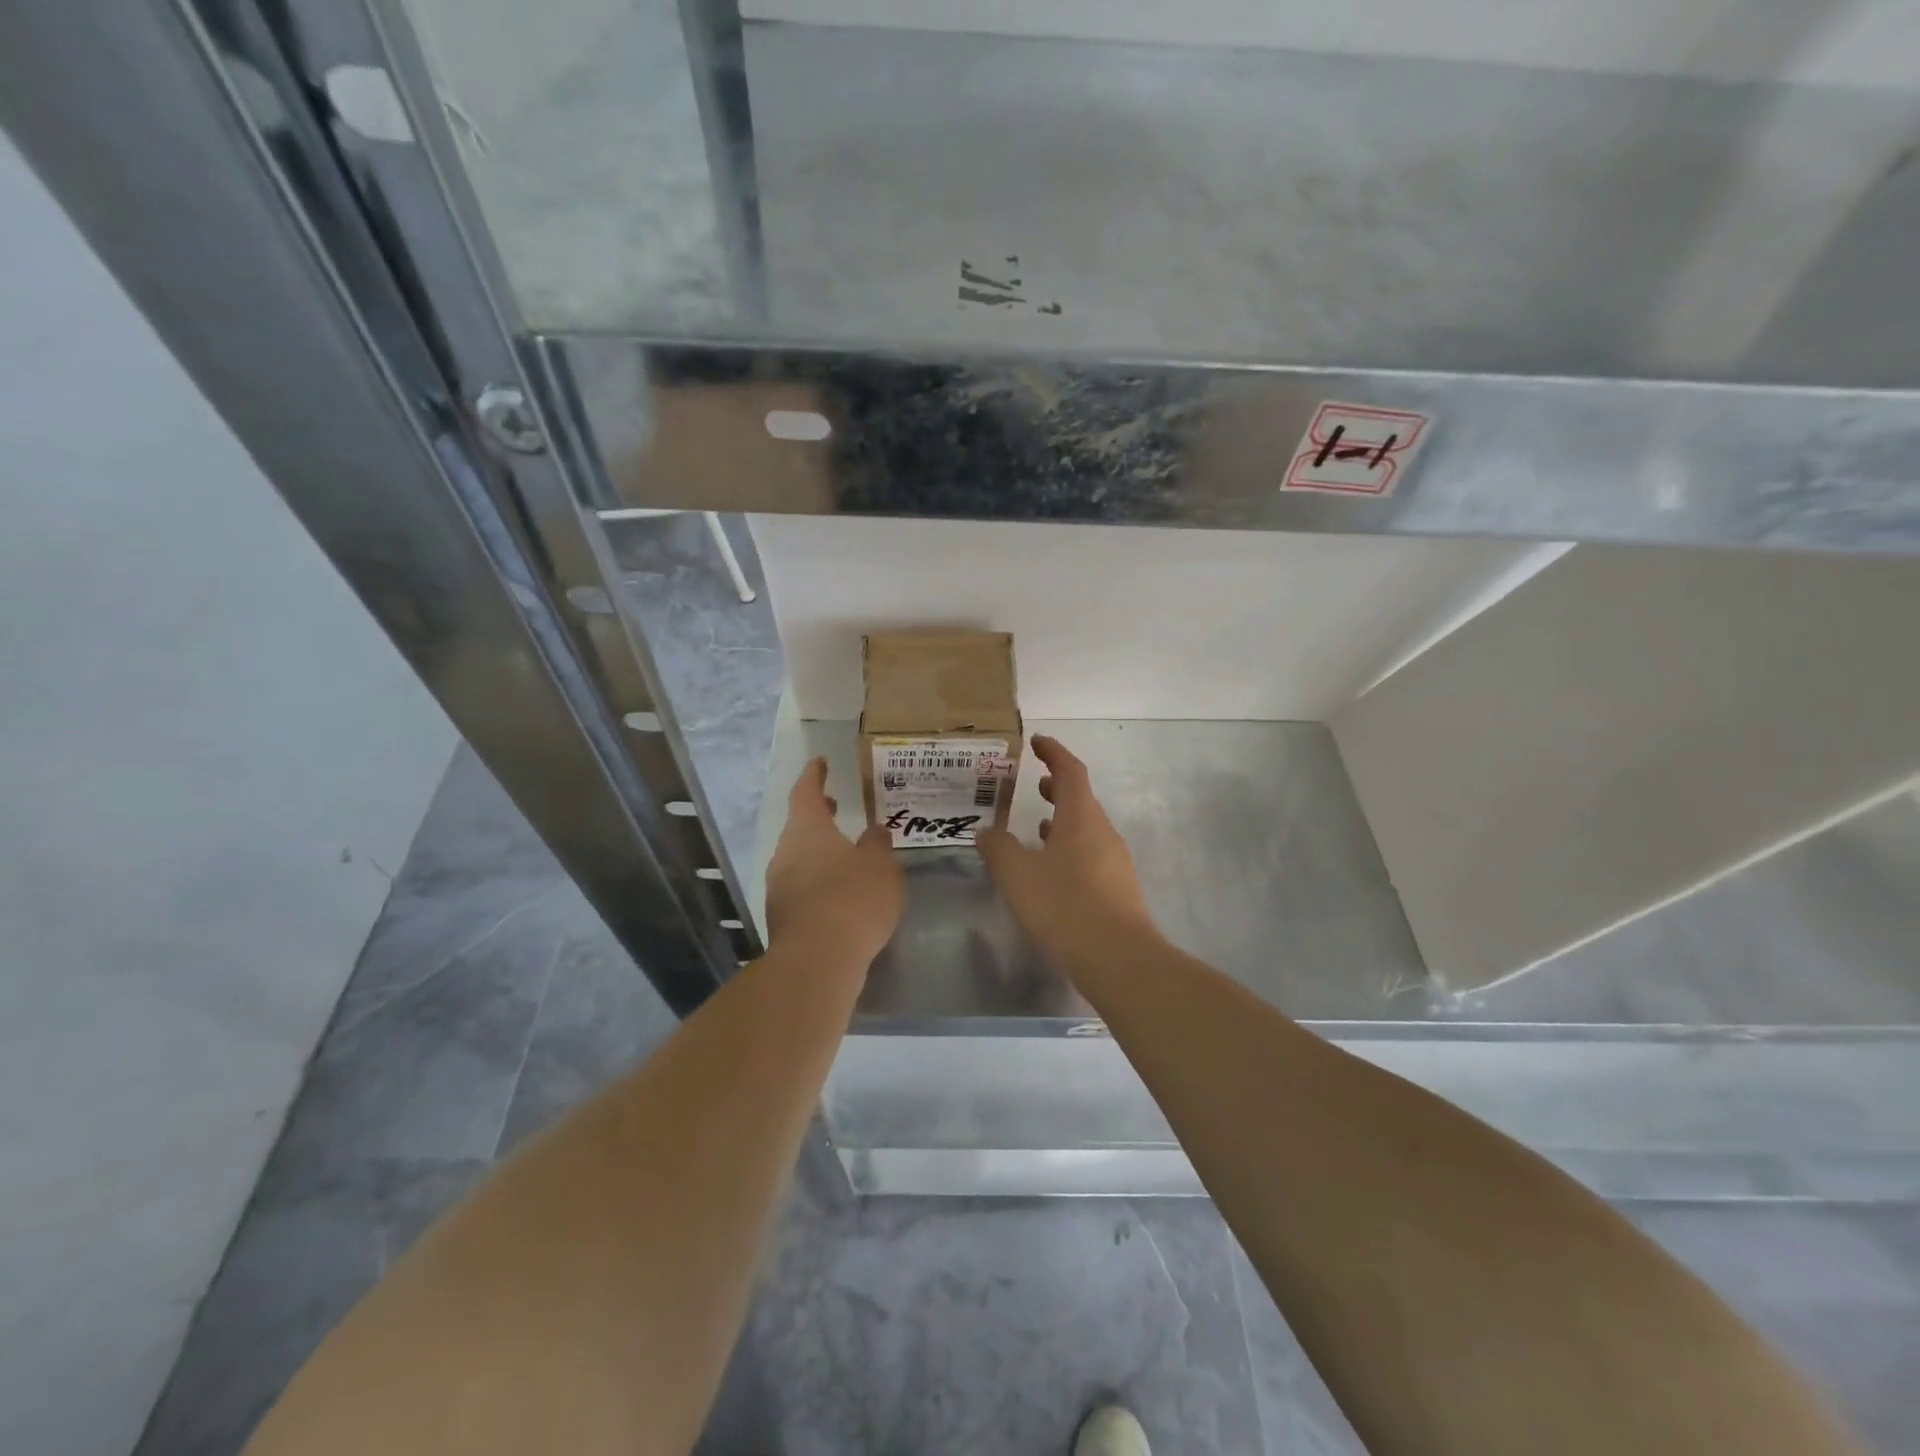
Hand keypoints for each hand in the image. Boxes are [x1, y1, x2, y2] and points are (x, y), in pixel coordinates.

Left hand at [765, 758, 902, 965]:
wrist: (817, 961)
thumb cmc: (852, 899)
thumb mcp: (880, 867)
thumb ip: (878, 845)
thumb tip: (874, 831)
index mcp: (807, 830)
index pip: (805, 791)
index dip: (813, 775)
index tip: (820, 762)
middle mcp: (786, 852)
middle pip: (799, 825)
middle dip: (817, 814)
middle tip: (834, 804)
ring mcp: (779, 886)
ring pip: (798, 856)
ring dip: (818, 849)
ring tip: (845, 852)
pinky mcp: (782, 917)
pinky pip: (800, 885)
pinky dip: (818, 879)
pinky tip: (839, 892)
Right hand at [976, 735, 1157, 970]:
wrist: (1119, 959)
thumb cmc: (1065, 905)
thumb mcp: (1018, 875)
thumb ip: (999, 848)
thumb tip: (985, 831)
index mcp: (1081, 817)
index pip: (1070, 771)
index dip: (1053, 752)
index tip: (1037, 741)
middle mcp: (1103, 832)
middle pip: (1081, 799)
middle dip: (1057, 788)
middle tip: (1035, 784)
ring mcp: (1115, 861)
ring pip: (1086, 829)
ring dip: (1062, 821)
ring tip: (1036, 826)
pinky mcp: (1117, 889)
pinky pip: (1090, 855)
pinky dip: (1069, 849)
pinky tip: (1052, 871)